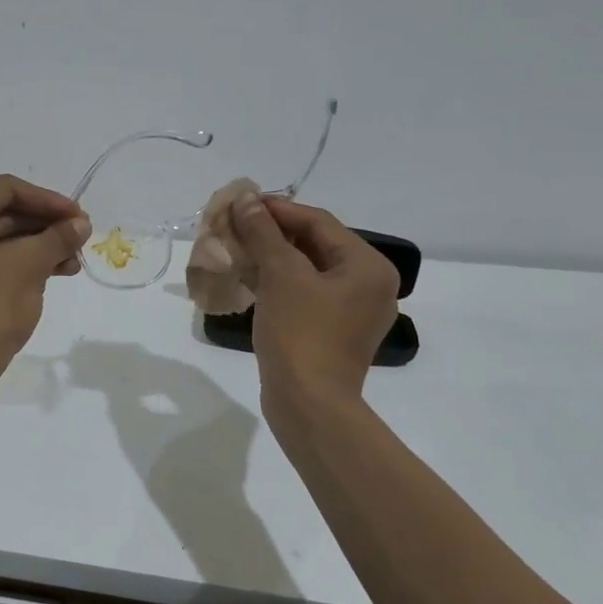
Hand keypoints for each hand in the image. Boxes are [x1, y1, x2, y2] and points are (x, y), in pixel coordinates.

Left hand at [0, 175, 91, 381]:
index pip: (5, 190)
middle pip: (1, 212)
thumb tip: (82, 223)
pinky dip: (21, 262)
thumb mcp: (29, 266)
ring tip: (74, 260)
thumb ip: (57, 237)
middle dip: (45, 225)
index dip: (47, 200)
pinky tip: (56, 271)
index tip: (79, 216)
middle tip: (81, 236)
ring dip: (38, 245)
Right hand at [226, 193, 399, 410]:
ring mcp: (351, 311)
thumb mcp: (280, 275)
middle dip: (272, 233)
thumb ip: (263, 232)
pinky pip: (304, 293)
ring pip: (307, 270)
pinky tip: (247, 278)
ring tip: (235, 247)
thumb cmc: (300, 333)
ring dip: (271, 256)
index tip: (240, 202)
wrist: (308, 405)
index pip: (318, 222)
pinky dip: (277, 282)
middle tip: (234, 225)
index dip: (277, 209)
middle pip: (315, 244)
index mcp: (368, 266)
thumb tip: (246, 198)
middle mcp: (368, 284)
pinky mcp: (332, 331)